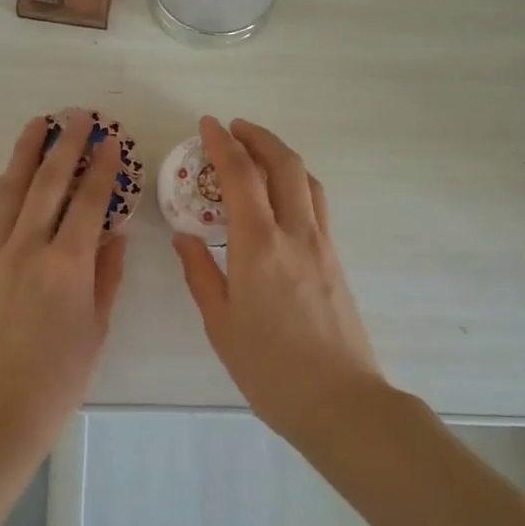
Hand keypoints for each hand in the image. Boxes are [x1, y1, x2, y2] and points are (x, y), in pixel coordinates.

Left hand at [0, 114, 128, 453]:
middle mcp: (28, 249)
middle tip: (76, 115)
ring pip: (9, 192)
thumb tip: (113, 234)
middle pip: (48, 183)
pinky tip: (4, 177)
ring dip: (24, 155)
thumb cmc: (57, 380)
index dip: (102, 167)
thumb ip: (107, 276)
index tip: (110, 141)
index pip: (89, 201)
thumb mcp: (96, 329)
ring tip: (36, 125)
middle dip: (65, 144)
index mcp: (68, 266)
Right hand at [173, 117, 383, 440]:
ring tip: (257, 153)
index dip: (223, 144)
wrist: (339, 401)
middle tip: (234, 128)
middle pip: (284, 165)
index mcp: (258, 246)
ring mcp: (322, 245)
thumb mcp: (220, 324)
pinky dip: (296, 183)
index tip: (208, 124)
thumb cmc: (269, 368)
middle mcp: (295, 233)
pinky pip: (316, 204)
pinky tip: (280, 198)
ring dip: (281, 156)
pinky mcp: (335, 260)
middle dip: (259, 137)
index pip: (240, 177)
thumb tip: (184, 237)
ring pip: (307, 180)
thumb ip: (200, 273)